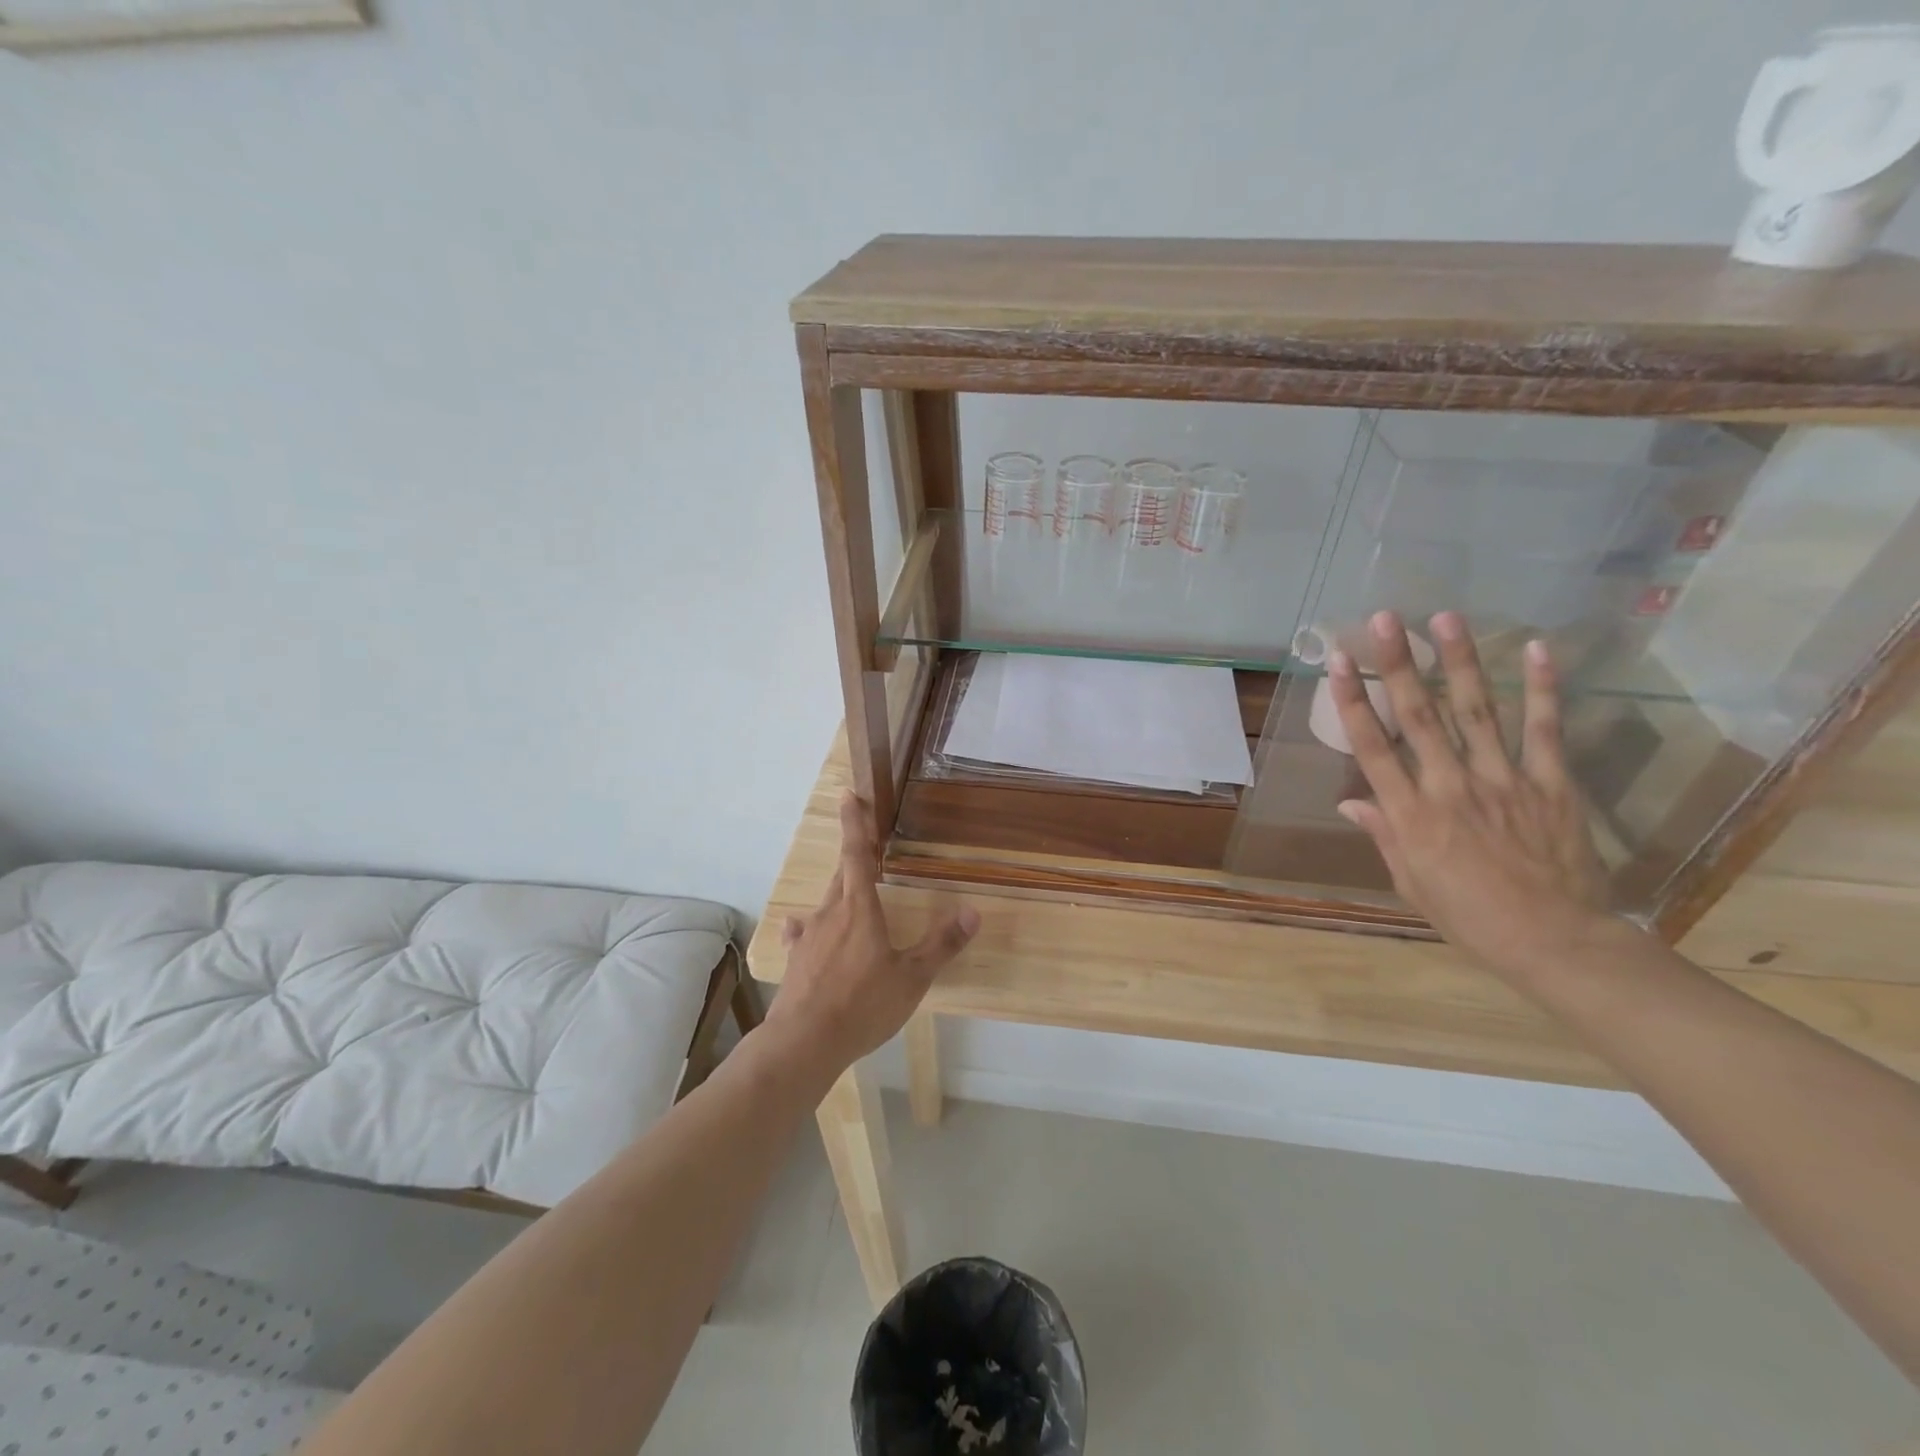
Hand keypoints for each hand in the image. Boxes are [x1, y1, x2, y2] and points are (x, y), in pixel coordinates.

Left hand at [763, 793, 979, 1073]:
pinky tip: (802, 929)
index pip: (857, 855)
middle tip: (864, 843)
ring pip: (825, 903)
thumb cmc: (863, 1005)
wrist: (804, 1042)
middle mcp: (830, 914)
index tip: (847, 795)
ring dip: (837, 892)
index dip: (855, 824)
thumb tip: (973, 912)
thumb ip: (942, 945)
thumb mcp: (912, 978)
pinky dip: (808, 926)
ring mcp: (809, 937)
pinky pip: (803, 933)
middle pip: (841, 875)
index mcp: (859, 910)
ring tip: (847, 892)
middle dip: (853, 856)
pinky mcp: (796, 959)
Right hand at [1330, 610, 1611, 984]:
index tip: (1337, 663)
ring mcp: (1504, 780)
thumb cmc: (1470, 917)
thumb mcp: (1411, 883)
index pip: (1373, 747)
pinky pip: (1544, 729)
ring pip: (1477, 711)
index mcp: (1411, 815)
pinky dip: (1542, 688)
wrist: (1556, 941)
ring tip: (1445, 617)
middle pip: (1420, 716)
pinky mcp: (1551, 783)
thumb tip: (1350, 802)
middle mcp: (1451, 786)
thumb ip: (1384, 835)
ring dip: (1458, 661)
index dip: (1353, 701)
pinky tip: (1535, 648)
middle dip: (1397, 664)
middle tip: (1384, 619)